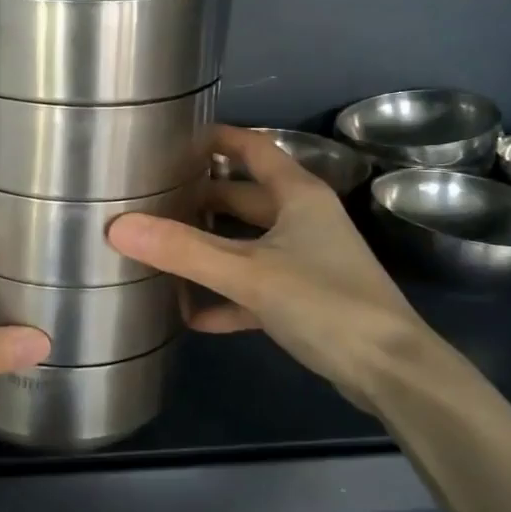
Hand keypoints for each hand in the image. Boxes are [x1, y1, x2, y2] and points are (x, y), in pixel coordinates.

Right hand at [107, 125, 472, 410]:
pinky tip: (192, 315)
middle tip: (151, 200)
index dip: (217, 139)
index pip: (253, 148)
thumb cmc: (325, 303)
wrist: (392, 372)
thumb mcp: (248, 273)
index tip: (172, 139)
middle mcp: (303, 219)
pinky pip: (255, 288)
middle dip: (200, 198)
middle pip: (243, 197)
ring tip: (160, 251)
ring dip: (209, 249)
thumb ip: (183, 250)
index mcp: (297, 195)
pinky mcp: (305, 299)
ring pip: (246, 244)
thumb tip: (117, 227)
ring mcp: (306, 260)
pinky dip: (226, 297)